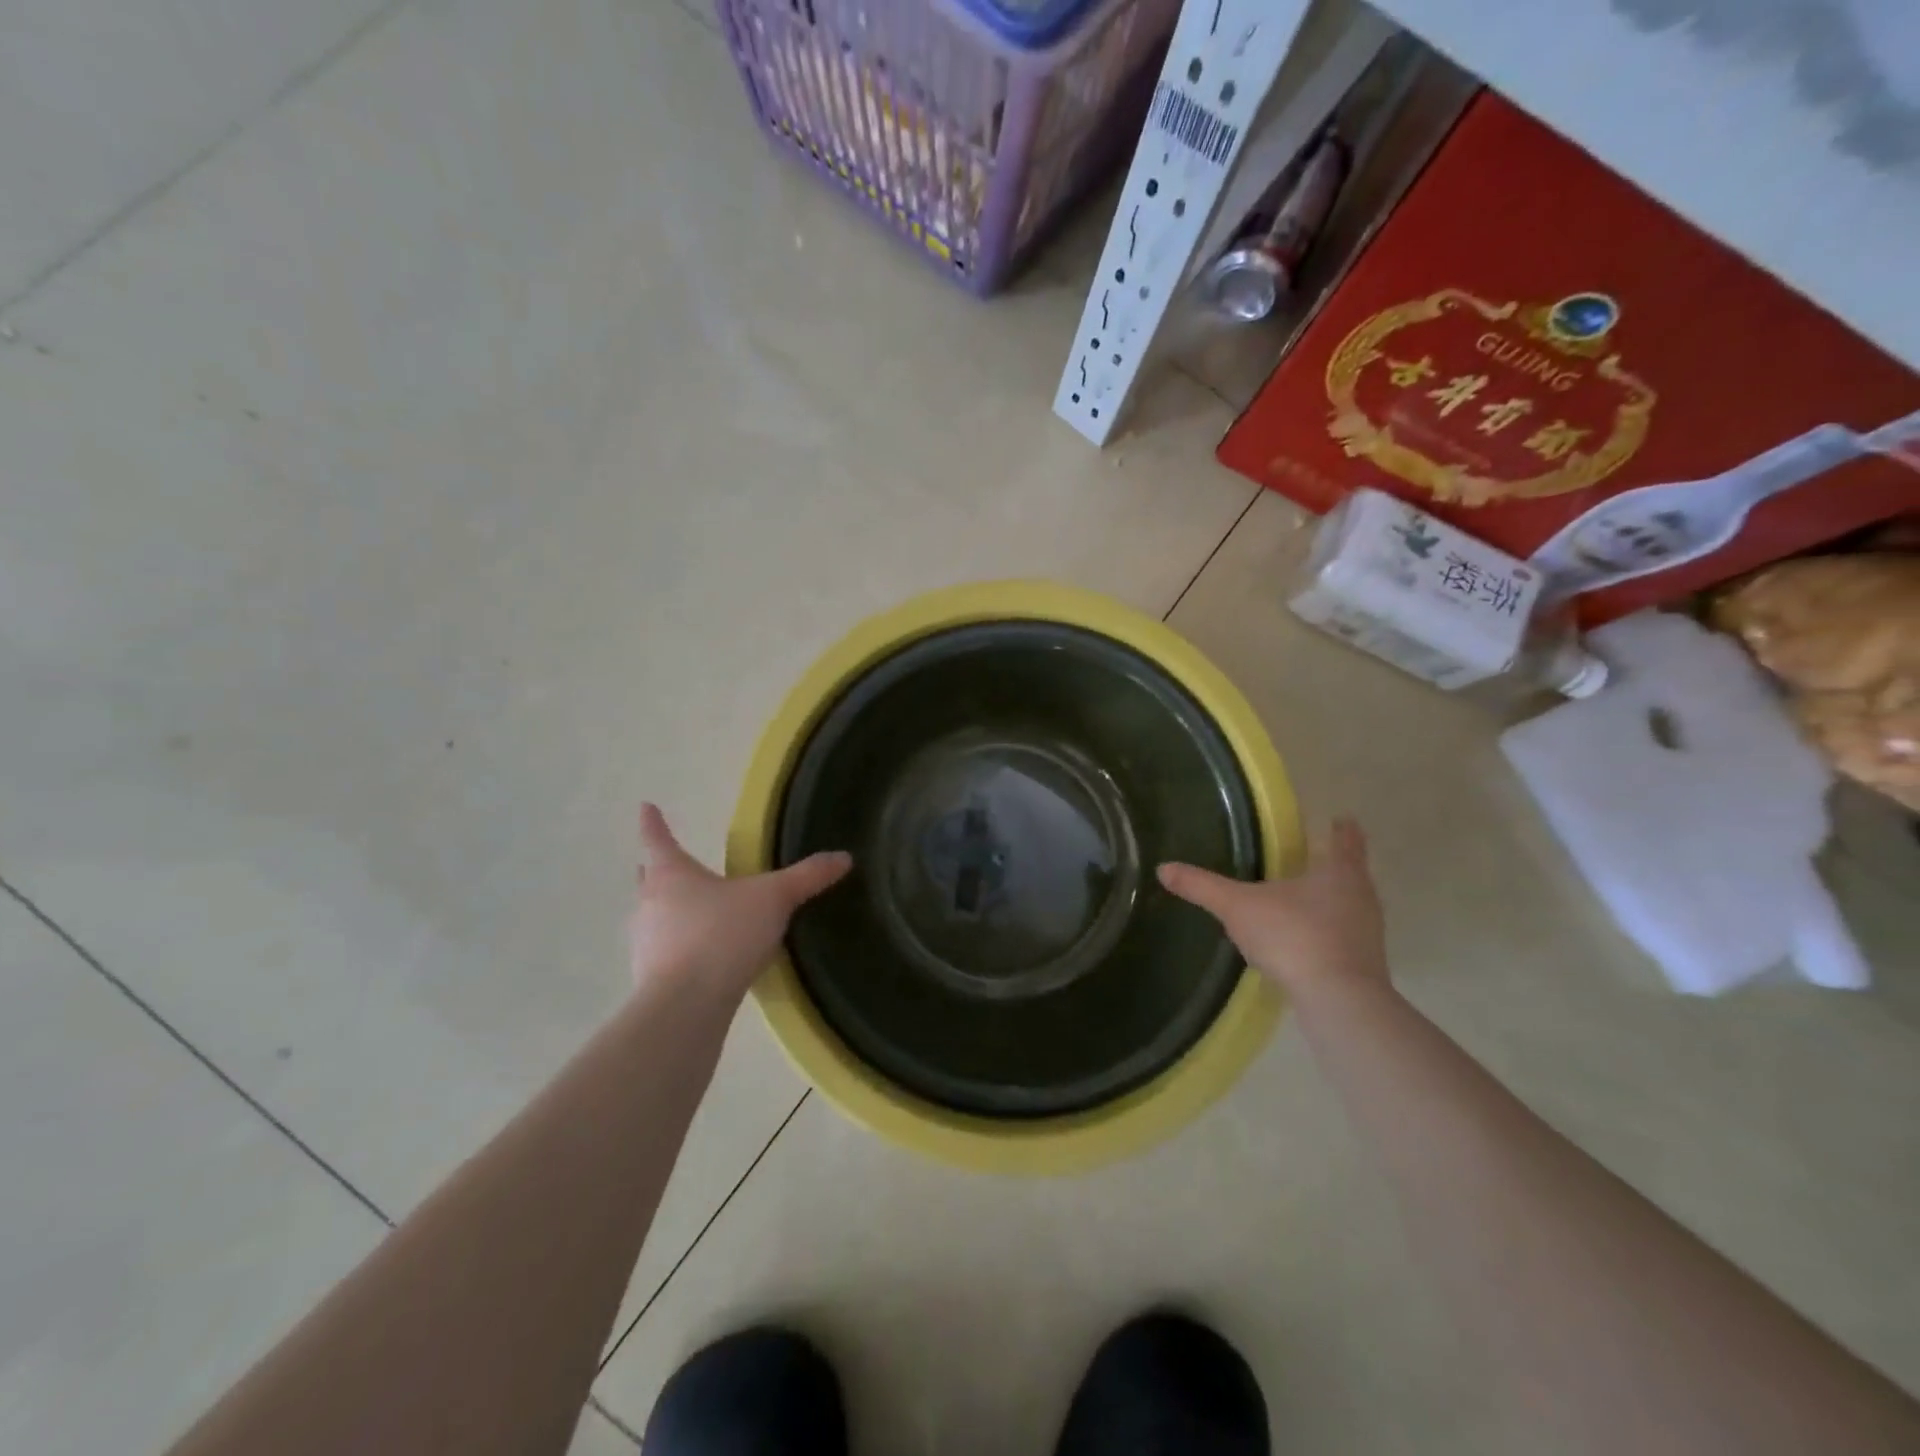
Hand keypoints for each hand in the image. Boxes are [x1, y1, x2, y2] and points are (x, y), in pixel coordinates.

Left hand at [629, 803, 850, 1000]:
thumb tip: (844, 857)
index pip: (659, 840)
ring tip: (690, 912)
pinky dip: (678, 948)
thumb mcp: (774, 900)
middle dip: (655, 869)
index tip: (645, 806)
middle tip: (660, 862)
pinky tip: (700, 957)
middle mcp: (650, 904)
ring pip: (653, 917)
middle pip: (649, 879)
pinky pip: (663, 953)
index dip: (653, 823)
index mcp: (673, 875)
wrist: (686, 1005)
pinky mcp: (650, 980)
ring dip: (667, 911)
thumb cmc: (723, 935)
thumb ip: (806, 878)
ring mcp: (645, 944)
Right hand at [1157, 817, 1387, 1003]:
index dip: (1342, 829)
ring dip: (1329, 903)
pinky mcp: (1364, 966)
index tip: (1340, 820)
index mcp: (1339, 872)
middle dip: (1331, 867)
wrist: (1338, 1000)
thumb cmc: (1293, 936)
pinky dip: (1326, 935)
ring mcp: (1368, 933)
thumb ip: (1202, 886)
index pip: (1346, 840)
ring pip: (1349, 907)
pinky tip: (1302, 943)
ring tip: (1300, 901)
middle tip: (1307, 859)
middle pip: (1351, 873)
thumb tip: (1163, 868)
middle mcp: (1362, 897)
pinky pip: (1343, 939)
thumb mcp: (1237, 907)